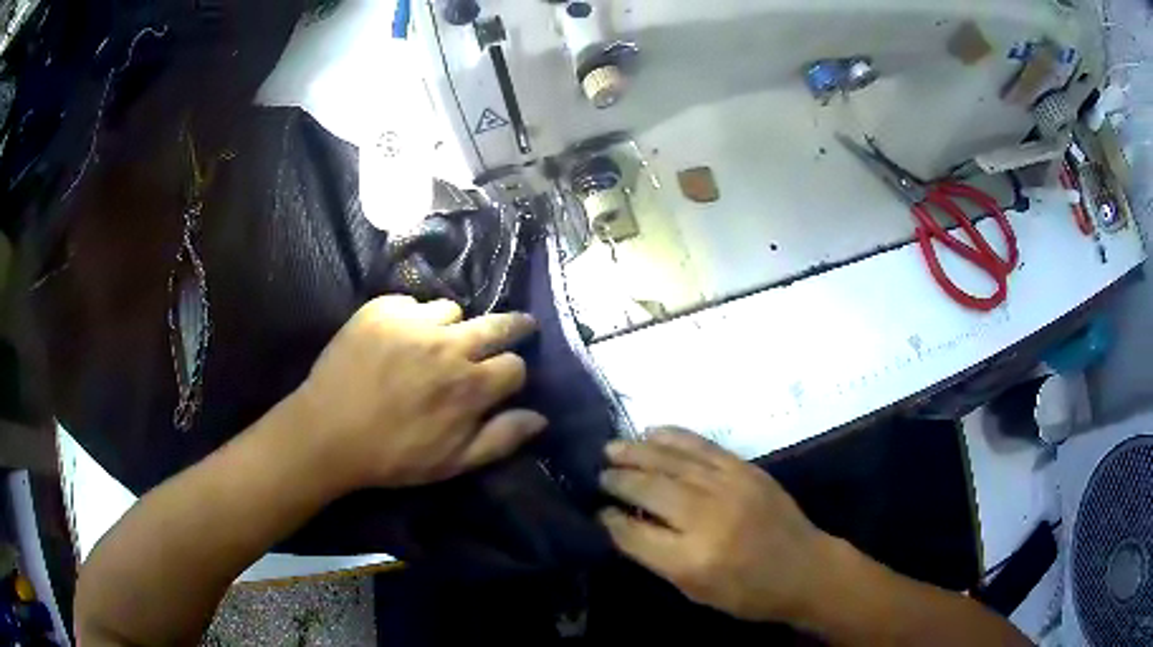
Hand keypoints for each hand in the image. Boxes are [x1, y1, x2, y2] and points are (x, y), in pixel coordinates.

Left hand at [290, 295, 545, 492]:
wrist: (327, 432)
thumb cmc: (392, 456)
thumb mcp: (451, 462)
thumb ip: (500, 439)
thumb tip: (540, 418)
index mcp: (469, 386)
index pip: (515, 365)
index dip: (513, 373)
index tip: (505, 377)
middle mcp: (449, 346)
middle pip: (498, 324)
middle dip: (514, 326)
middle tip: (517, 327)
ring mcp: (413, 323)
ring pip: (452, 311)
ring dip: (452, 326)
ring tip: (435, 341)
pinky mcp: (382, 309)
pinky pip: (412, 303)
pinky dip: (412, 318)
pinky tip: (398, 338)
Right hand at [599, 429, 832, 622]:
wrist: (805, 569)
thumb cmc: (748, 592)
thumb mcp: (696, 591)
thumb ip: (657, 557)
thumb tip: (623, 525)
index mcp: (692, 559)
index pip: (635, 534)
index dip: (611, 521)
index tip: (598, 512)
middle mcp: (707, 518)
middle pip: (649, 490)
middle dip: (619, 480)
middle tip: (599, 475)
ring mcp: (729, 487)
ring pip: (671, 462)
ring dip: (637, 452)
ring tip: (612, 448)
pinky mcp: (746, 469)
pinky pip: (702, 446)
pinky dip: (674, 437)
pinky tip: (653, 433)